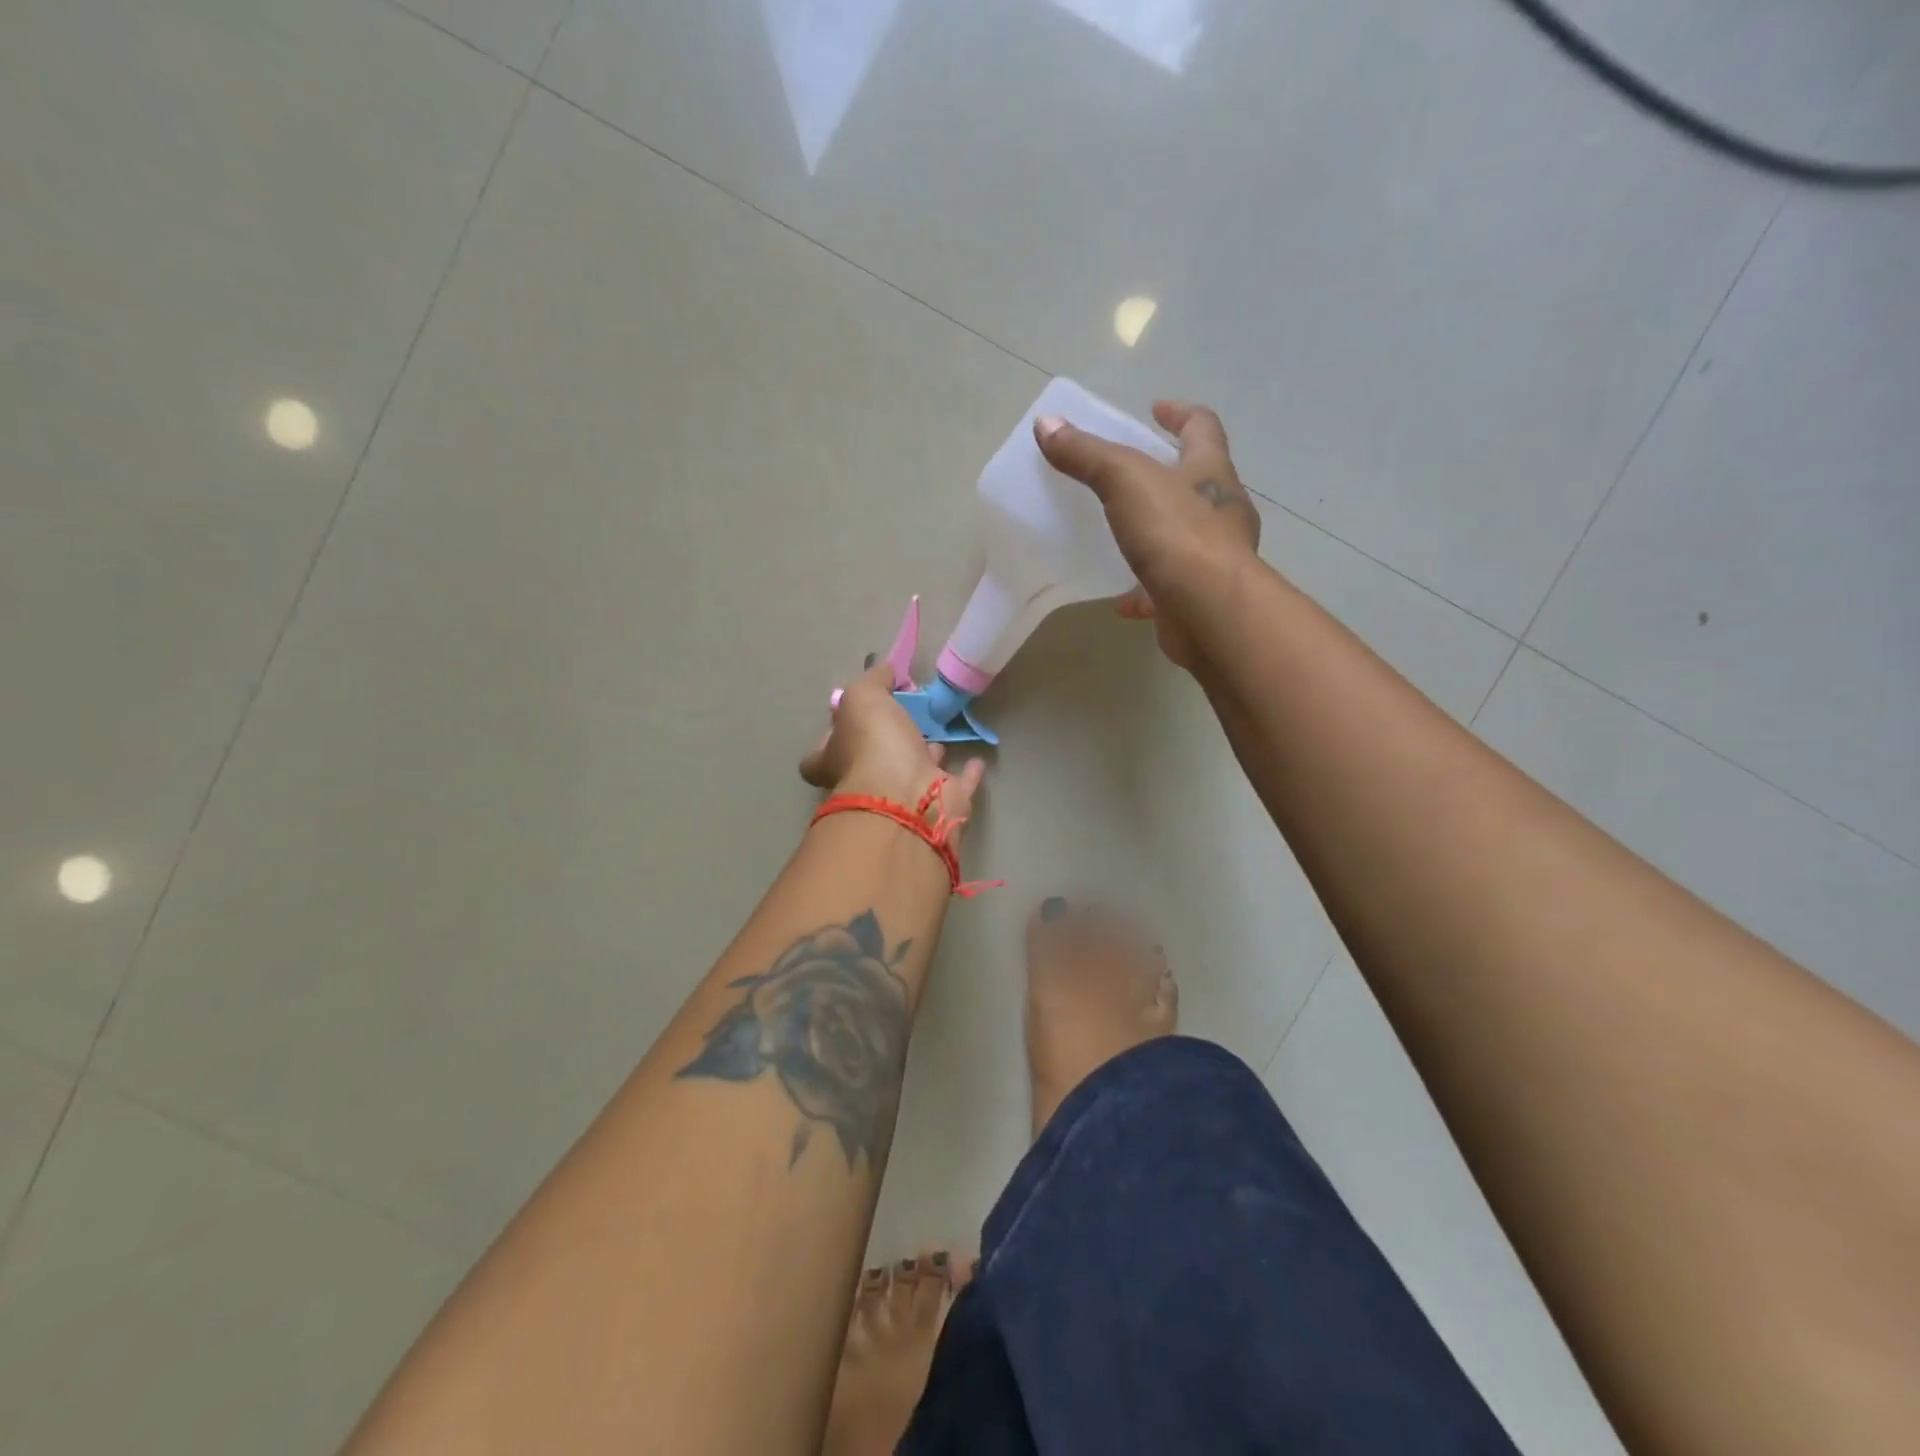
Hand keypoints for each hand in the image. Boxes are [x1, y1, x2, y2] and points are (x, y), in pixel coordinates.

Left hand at [799, 661, 986, 839]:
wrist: (908, 799)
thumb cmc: (873, 745)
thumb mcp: (862, 697)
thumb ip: (873, 681)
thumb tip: (886, 672)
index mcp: (837, 761)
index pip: (820, 754)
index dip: (832, 735)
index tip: (853, 714)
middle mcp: (868, 783)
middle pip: (873, 760)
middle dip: (889, 740)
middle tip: (908, 712)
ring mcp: (905, 798)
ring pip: (915, 772)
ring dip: (927, 752)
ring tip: (941, 727)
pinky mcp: (941, 806)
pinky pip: (957, 786)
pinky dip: (967, 774)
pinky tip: (977, 759)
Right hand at [1035, 401, 1259, 668]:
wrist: (1210, 611)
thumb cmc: (1176, 534)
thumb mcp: (1125, 481)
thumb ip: (1087, 454)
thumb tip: (1045, 423)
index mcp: (1210, 472)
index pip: (1202, 428)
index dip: (1179, 414)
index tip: (1155, 409)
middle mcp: (1221, 511)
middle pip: (1198, 481)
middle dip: (1170, 474)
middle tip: (1133, 475)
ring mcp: (1215, 557)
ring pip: (1185, 536)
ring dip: (1158, 533)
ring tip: (1123, 536)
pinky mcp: (1200, 597)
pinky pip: (1170, 588)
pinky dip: (1145, 590)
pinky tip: (1121, 601)